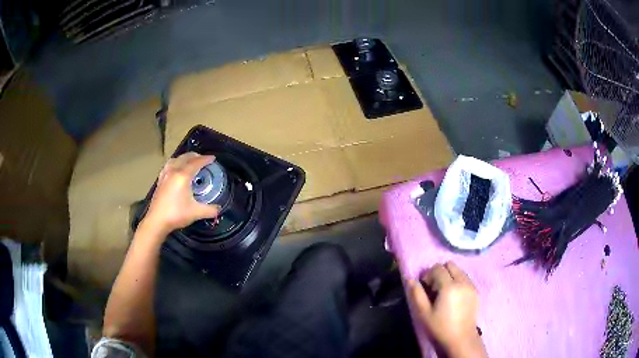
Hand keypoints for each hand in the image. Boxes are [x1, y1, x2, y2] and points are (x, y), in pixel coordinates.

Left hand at [143, 152, 220, 235]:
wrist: (157, 221)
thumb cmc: (176, 215)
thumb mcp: (196, 213)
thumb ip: (210, 210)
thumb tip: (219, 208)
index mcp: (183, 176)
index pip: (196, 163)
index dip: (205, 159)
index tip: (213, 158)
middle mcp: (173, 171)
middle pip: (185, 157)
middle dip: (195, 156)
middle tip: (203, 159)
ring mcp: (165, 175)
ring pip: (175, 159)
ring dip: (184, 158)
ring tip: (190, 161)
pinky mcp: (160, 180)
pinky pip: (168, 165)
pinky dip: (175, 163)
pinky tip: (176, 169)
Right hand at [407, 261, 486, 357]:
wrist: (460, 339)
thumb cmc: (439, 327)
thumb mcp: (423, 313)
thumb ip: (416, 294)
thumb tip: (410, 279)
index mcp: (449, 286)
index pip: (437, 268)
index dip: (428, 275)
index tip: (425, 288)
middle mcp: (462, 281)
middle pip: (450, 265)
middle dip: (440, 272)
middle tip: (434, 288)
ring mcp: (471, 286)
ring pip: (459, 270)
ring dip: (449, 276)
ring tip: (444, 293)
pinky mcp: (476, 291)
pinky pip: (465, 278)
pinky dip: (458, 281)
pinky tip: (453, 297)